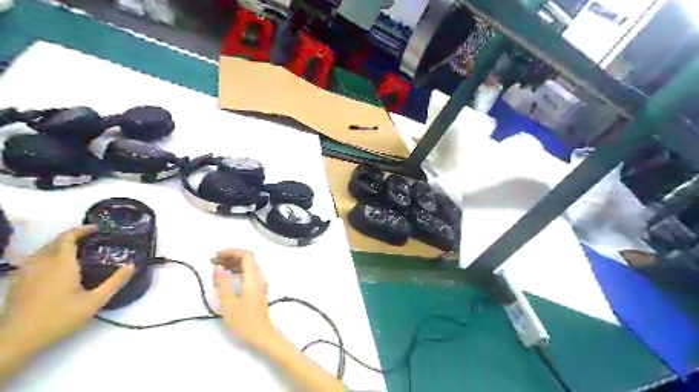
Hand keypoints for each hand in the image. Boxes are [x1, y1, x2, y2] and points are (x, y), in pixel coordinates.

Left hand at [0, 223, 132, 354]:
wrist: (17, 339)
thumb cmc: (60, 318)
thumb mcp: (95, 301)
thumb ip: (115, 281)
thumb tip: (132, 265)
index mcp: (61, 264)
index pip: (68, 238)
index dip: (81, 230)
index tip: (96, 228)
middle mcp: (41, 264)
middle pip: (54, 242)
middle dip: (72, 236)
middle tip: (90, 239)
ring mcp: (25, 273)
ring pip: (42, 251)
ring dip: (59, 245)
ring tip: (75, 250)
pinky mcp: (17, 282)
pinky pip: (34, 261)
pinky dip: (47, 256)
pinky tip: (54, 267)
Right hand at [212, 248, 277, 349]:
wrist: (262, 334)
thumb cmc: (245, 320)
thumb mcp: (229, 303)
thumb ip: (222, 283)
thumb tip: (217, 267)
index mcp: (254, 277)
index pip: (246, 255)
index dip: (231, 252)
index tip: (216, 256)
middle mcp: (259, 277)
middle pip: (247, 259)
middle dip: (230, 256)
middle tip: (213, 261)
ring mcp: (260, 283)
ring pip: (248, 266)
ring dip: (233, 263)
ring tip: (217, 268)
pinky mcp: (258, 289)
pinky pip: (248, 273)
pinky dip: (237, 271)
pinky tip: (227, 277)